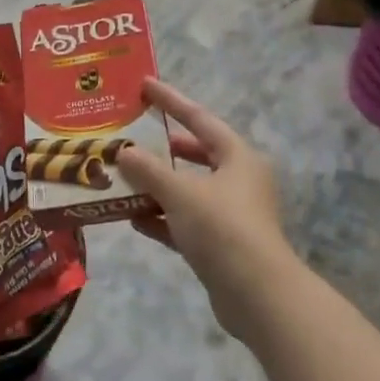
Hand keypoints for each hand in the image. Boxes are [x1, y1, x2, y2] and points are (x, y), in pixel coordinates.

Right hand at [114, 78, 299, 338]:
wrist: (257, 295)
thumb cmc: (222, 228)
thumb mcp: (180, 192)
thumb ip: (148, 170)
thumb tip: (123, 152)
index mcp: (237, 157)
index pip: (199, 118)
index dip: (171, 100)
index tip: (144, 85)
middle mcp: (238, 180)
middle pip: (195, 155)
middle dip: (162, 148)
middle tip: (130, 137)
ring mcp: (230, 214)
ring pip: (187, 190)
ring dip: (157, 186)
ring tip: (122, 178)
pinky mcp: (221, 245)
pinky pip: (184, 222)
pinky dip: (161, 218)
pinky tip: (133, 219)